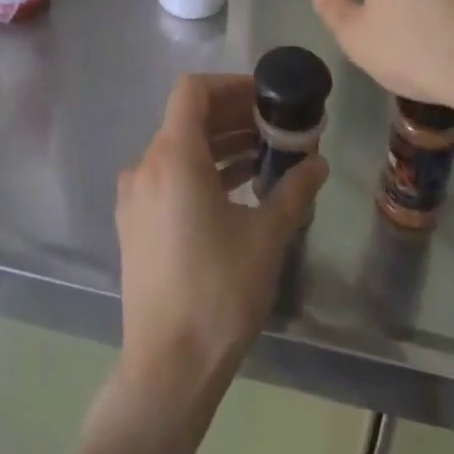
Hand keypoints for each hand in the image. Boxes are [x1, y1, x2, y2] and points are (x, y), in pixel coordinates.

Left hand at [114, 74, 326, 411]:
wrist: (168, 368)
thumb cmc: (218, 291)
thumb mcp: (266, 237)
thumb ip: (293, 191)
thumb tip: (319, 164)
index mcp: (173, 156)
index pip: (193, 91)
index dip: (229, 85)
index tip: (263, 97)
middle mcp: (146, 166)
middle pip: (187, 119)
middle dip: (232, 117)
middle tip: (273, 128)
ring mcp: (135, 196)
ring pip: (178, 150)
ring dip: (219, 146)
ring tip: (262, 158)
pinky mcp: (134, 224)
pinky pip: (168, 178)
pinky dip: (200, 173)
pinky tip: (235, 193)